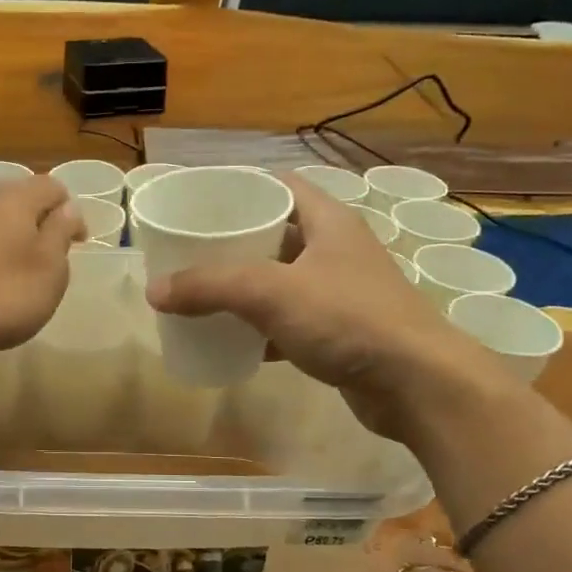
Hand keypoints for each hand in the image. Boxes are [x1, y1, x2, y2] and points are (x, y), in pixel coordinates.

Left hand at [0, 174, 84, 364]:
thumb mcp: (48, 272)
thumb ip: (60, 235)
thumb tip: (68, 209)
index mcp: (13, 199)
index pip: (51, 186)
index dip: (70, 211)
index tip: (77, 244)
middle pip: (14, 198)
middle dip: (33, 221)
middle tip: (44, 257)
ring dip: (1, 237)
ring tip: (8, 272)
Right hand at [145, 173, 505, 437]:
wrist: (417, 385)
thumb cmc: (348, 319)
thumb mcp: (271, 293)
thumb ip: (210, 287)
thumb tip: (154, 291)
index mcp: (328, 222)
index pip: (280, 186)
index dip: (241, 188)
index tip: (199, 201)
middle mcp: (336, 250)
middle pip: (275, 234)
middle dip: (233, 242)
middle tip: (189, 251)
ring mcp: (340, 293)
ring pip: (281, 281)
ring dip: (245, 288)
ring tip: (200, 294)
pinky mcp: (340, 333)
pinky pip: (289, 322)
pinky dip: (261, 329)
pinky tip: (231, 340)